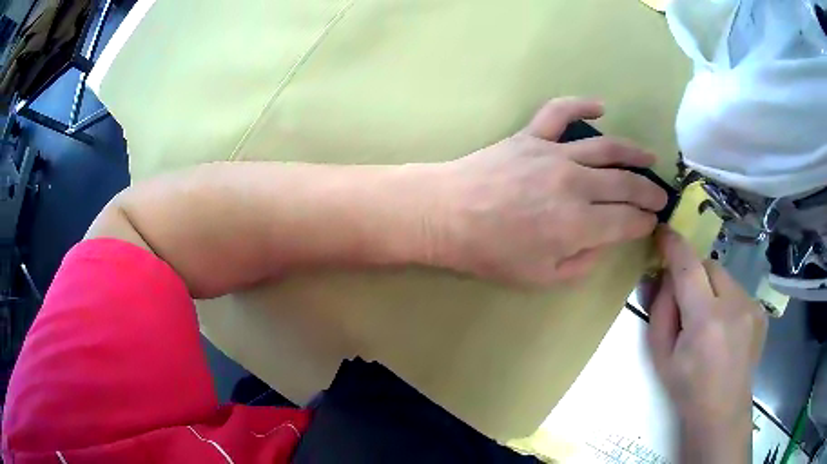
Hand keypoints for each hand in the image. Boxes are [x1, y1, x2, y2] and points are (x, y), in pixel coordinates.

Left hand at [433, 97, 667, 285]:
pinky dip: (581, 104)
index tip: (652, 222)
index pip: (628, 220)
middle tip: (660, 196)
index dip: (645, 222)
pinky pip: (559, 112)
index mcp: (580, 223)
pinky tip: (600, 106)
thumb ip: (581, 263)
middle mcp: (576, 183)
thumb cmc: (491, 252)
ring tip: (649, 158)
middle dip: (648, 192)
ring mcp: (554, 153)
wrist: (446, 215)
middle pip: (625, 184)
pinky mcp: (531, 136)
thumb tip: (602, 242)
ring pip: (606, 148)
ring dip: (633, 153)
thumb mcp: (540, 277)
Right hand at [647, 227, 767, 462]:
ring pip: (725, 277)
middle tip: (686, 300)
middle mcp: (734, 305)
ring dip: (711, 288)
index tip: (663, 232)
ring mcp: (752, 306)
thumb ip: (660, 311)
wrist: (723, 412)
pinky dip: (726, 300)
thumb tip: (664, 276)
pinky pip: (738, 291)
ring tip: (708, 320)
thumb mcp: (661, 356)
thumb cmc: (687, 389)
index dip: (674, 245)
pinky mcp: (761, 311)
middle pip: (709, 265)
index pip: (688, 266)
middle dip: (694, 273)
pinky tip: (725, 328)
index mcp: (705, 320)